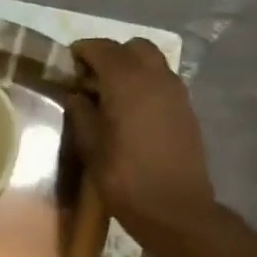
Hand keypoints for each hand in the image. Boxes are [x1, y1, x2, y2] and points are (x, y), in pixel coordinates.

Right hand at [66, 38, 216, 235]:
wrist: (174, 208)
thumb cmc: (124, 179)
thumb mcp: (91, 148)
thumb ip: (82, 114)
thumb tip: (77, 95)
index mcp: (127, 83)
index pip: (104, 49)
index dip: (84, 50)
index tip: (69, 60)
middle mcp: (156, 78)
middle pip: (134, 47)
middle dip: (111, 54)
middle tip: (91, 76)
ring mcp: (176, 92)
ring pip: (153, 61)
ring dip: (131, 67)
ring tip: (110, 93)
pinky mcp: (186, 109)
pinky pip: (163, 81)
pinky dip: (145, 83)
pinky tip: (131, 109)